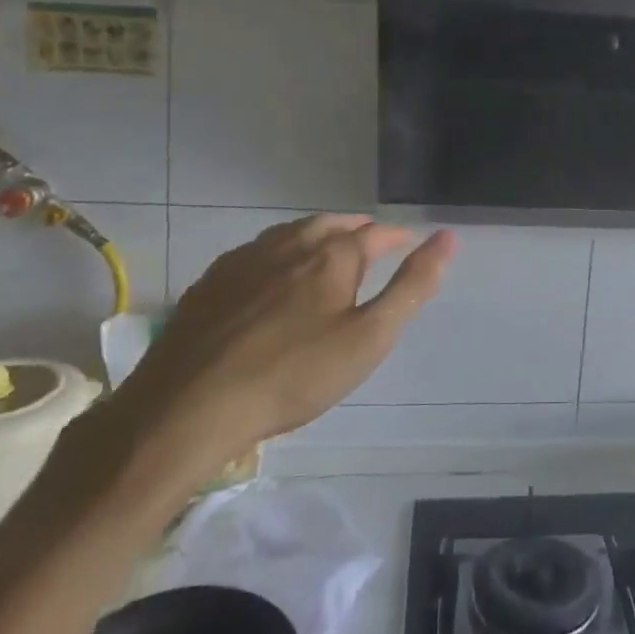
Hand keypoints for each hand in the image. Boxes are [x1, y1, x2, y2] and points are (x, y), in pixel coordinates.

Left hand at [99, 216, 456, 491]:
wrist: (187, 408)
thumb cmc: (293, 375)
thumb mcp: (369, 337)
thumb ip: (412, 286)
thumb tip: (447, 237)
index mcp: (331, 256)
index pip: (374, 234)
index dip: (396, 237)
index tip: (409, 243)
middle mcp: (287, 246)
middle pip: (329, 225)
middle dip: (355, 228)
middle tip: (370, 239)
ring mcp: (243, 262)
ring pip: (288, 234)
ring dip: (315, 235)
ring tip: (326, 249)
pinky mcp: (210, 284)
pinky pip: (254, 253)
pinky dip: (277, 253)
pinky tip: (270, 274)